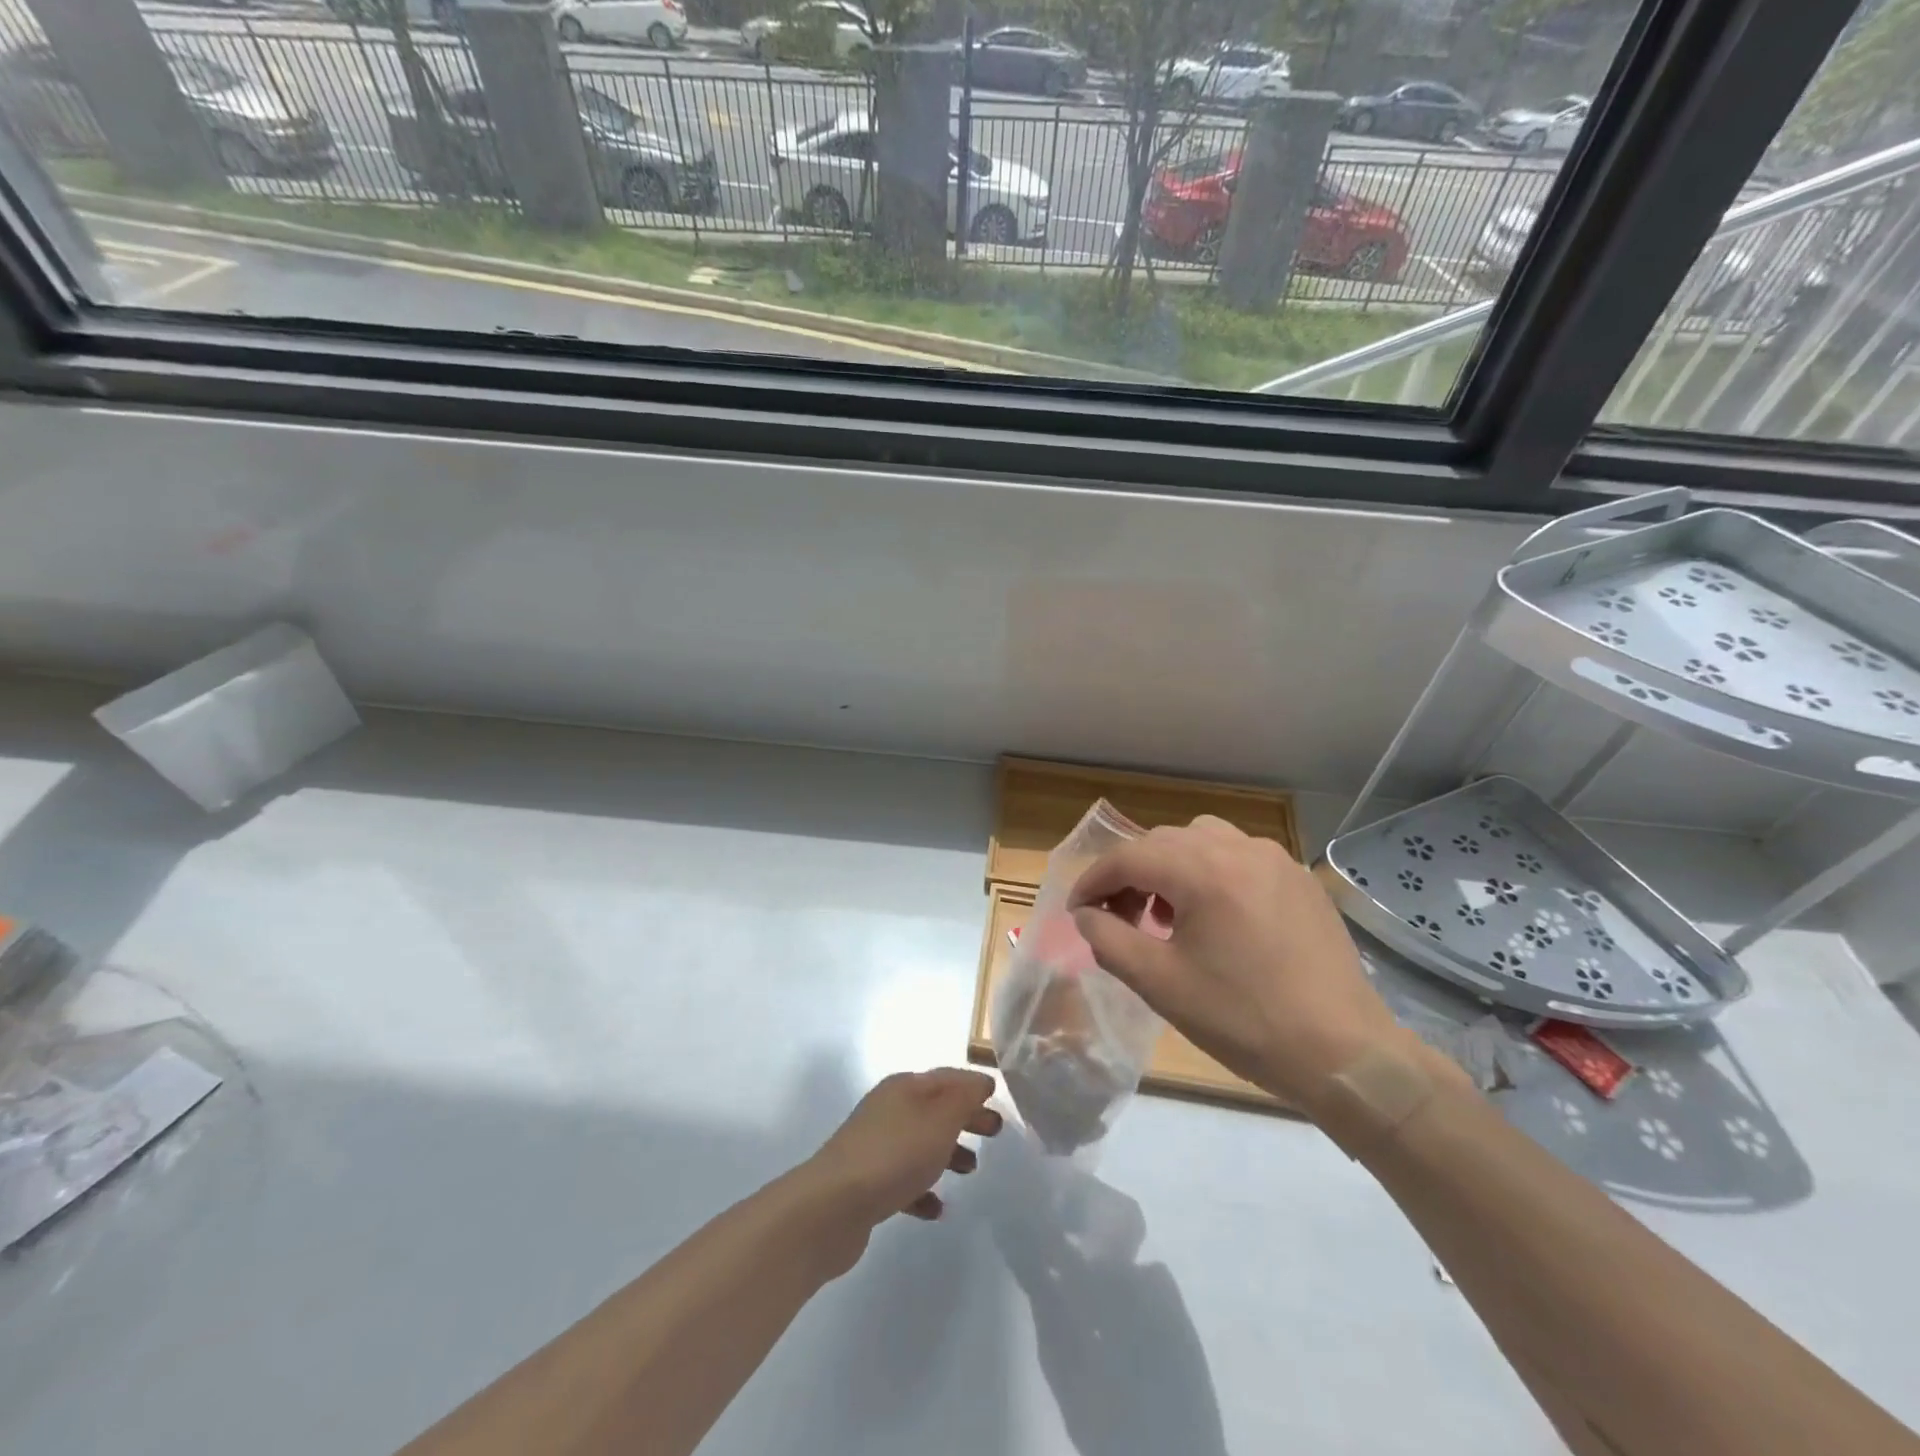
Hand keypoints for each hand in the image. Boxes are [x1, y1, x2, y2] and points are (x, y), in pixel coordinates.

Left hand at [804, 1069, 1001, 1249]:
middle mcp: (888, 1109)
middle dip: (965, 1117)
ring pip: (920, 1142)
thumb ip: (964, 1099)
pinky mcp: (867, 1182)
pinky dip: (923, 1189)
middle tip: (994, 1132)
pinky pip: (903, 1179)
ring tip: (971, 1170)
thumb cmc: (895, 1155)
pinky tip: (937, 1209)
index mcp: (904, 1088)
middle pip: (935, 1108)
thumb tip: (980, 1081)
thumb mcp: (940, 1120)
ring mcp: (875, 1146)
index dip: (972, 1085)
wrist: (833, 1206)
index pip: (946, 1077)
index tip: (997, 1098)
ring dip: (947, 1152)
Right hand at [1068, 817, 1403, 1112]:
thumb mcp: (1160, 984)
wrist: (1345, 1054)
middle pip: (1162, 842)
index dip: (1093, 881)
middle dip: (1129, 874)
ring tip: (1166, 913)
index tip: (1078, 912)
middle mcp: (1239, 849)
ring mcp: (1275, 859)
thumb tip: (1086, 915)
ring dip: (1170, 866)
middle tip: (1118, 918)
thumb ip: (1108, 940)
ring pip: (1201, 840)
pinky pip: (1238, 855)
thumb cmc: (1244, 1020)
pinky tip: (1214, 916)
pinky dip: (1209, 871)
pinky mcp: (1298, 878)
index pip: (1128, 857)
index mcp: (1204, 871)